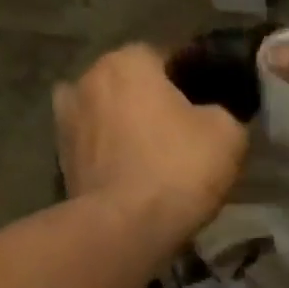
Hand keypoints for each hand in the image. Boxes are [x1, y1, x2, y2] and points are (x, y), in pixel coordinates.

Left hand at [52, 45, 246, 241]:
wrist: (124, 229)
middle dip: (153, 107)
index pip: (166, 58)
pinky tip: (133, 183)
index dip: (191, 84)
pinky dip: (110, 161)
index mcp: (128, 60)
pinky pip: (96, 152)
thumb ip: (225, 113)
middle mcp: (87, 79)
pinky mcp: (60, 162)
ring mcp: (66, 121)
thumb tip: (215, 115)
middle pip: (131, 87)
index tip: (208, 111)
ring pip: (109, 119)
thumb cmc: (178, 170)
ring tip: (153, 164)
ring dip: (126, 133)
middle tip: (183, 140)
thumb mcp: (228, 135)